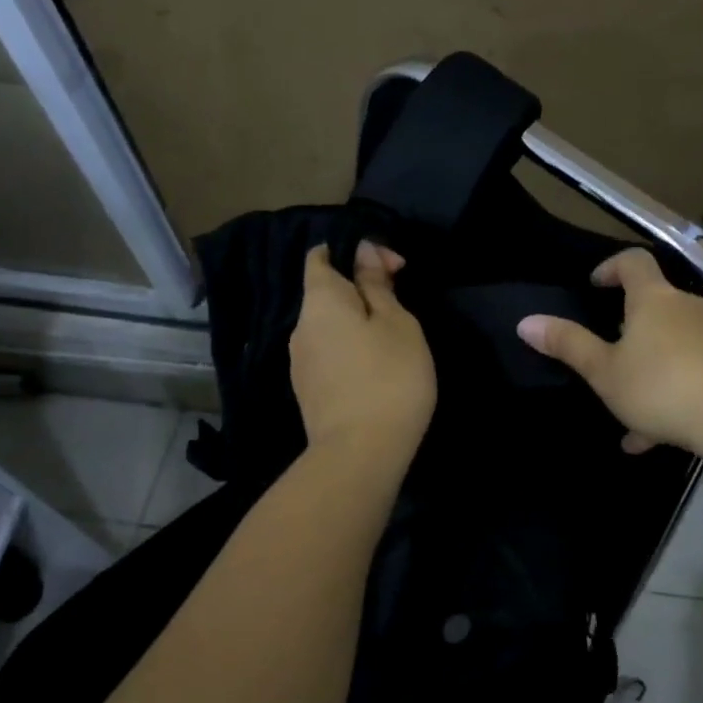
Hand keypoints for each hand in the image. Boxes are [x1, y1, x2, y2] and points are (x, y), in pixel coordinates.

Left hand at [290, 242, 435, 459]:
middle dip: (362, 291)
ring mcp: (300, 362)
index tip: (394, 268)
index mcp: (320, 300)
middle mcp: (300, 326)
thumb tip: (361, 249)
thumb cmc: (388, 376)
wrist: (360, 453)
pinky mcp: (308, 391)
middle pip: (327, 293)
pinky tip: (376, 371)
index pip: (321, 256)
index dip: (355, 252)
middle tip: (402, 307)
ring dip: (357, 325)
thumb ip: (376, 283)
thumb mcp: (396, 322)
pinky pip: (329, 355)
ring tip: (393, 344)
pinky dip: (350, 351)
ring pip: (329, 327)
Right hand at [515, 248, 702, 460]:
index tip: (594, 285)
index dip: (611, 267)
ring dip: (650, 370)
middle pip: (656, 305)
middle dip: (630, 327)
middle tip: (608, 352)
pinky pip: (693, 372)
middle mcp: (688, 308)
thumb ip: (567, 345)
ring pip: (673, 346)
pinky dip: (673, 393)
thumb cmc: (660, 386)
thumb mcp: (604, 371)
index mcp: (654, 299)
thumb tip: (525, 322)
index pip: (633, 262)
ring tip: (628, 412)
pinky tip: (655, 435)